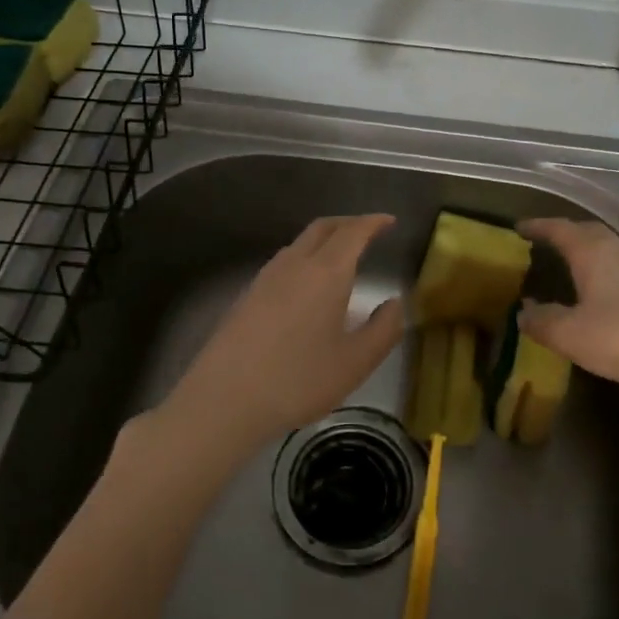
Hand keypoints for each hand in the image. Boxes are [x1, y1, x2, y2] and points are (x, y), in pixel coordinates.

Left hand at [161, 214, 404, 455]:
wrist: (224, 398)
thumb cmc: (298, 380)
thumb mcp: (355, 363)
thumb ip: (383, 329)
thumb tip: (394, 303)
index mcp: (326, 273)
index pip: (353, 232)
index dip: (373, 222)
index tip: (389, 220)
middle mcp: (294, 264)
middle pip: (322, 228)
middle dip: (348, 224)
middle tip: (368, 231)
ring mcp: (265, 278)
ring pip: (299, 244)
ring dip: (324, 240)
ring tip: (340, 258)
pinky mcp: (247, 296)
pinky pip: (283, 263)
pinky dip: (304, 259)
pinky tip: (307, 287)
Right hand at [516, 218, 618, 396]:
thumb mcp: (572, 336)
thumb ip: (542, 321)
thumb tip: (524, 312)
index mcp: (593, 252)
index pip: (559, 229)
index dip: (537, 226)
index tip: (519, 227)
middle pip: (587, 232)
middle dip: (564, 234)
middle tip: (544, 243)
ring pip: (609, 247)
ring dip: (587, 251)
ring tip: (571, 265)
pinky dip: (607, 269)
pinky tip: (605, 290)